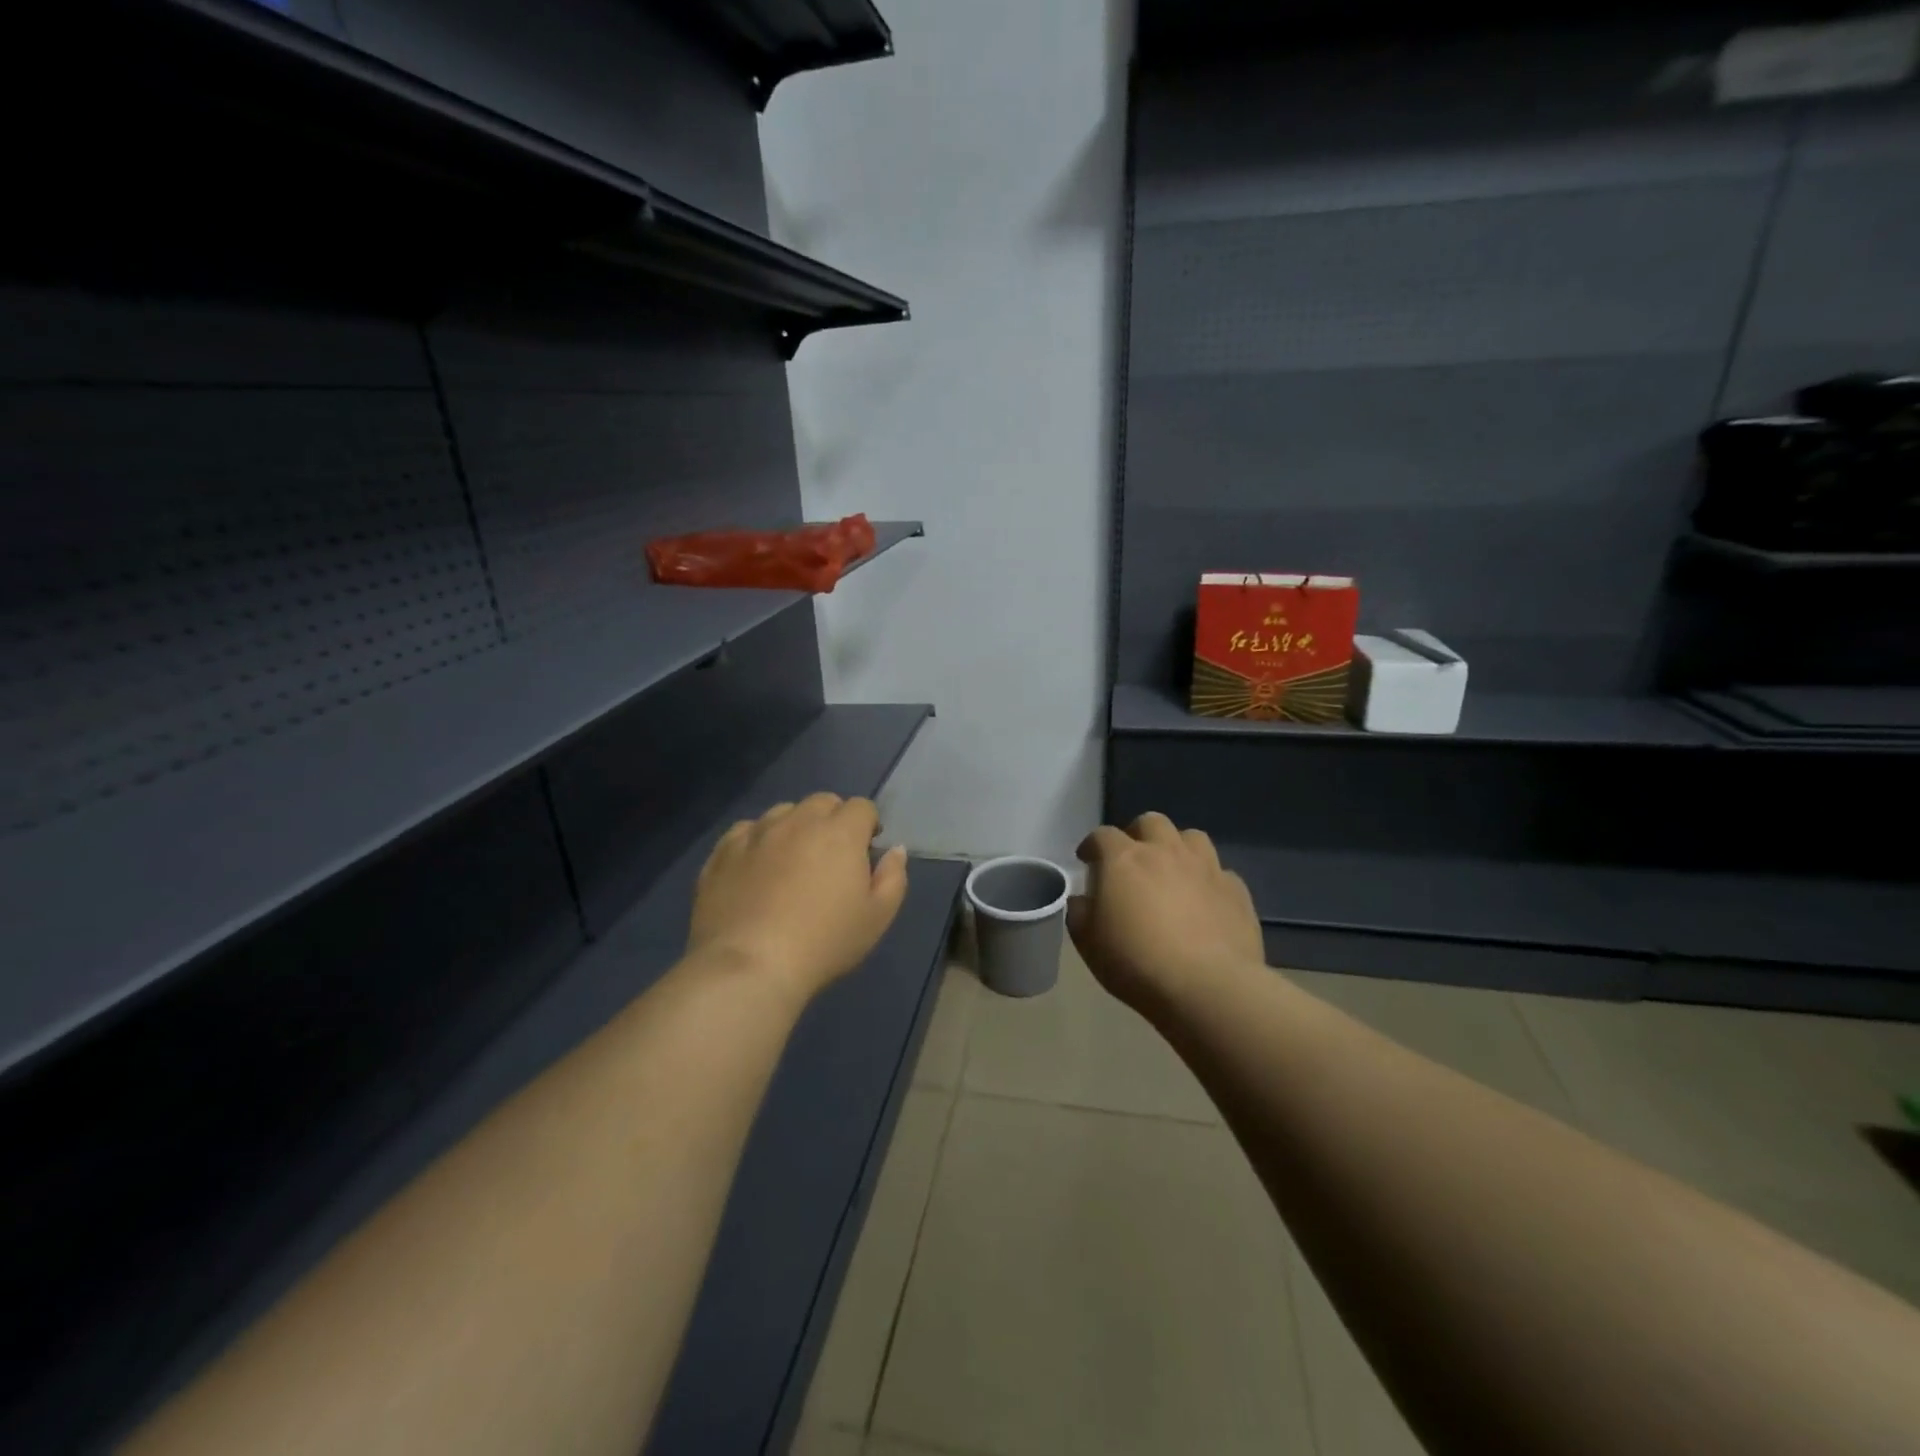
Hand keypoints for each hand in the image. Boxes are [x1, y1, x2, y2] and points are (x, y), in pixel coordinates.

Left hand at [688, 793, 908, 1001]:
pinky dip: (757, 840)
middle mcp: (798, 821)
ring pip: (783, 812)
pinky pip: (745, 831)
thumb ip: (893, 877)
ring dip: (794, 826)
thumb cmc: (824, 942)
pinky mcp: (723, 851)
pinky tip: (756, 867)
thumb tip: (895, 849)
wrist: (750, 966)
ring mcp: (756, 833)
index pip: (861, 807)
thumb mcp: (877, 917)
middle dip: (833, 820)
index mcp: (840, 832)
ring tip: (792, 860)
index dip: (868, 825)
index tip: (866, 851)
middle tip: (831, 856)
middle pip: (822, 802)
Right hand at [1067, 812, 1263, 1013]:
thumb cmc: (1137, 963)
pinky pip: (1220, 872)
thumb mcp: (1089, 944)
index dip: (1092, 845)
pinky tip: (1205, 901)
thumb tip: (1082, 900)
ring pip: (1192, 837)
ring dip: (1178, 848)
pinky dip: (1208, 880)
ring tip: (1172, 871)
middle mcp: (1165, 852)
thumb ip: (1080, 914)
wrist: (1208, 987)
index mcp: (1124, 860)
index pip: (1102, 835)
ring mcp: (1205, 867)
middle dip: (1138, 834)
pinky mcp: (1236, 890)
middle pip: (1151, 822)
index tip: (1087, 861)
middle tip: (1133, 860)